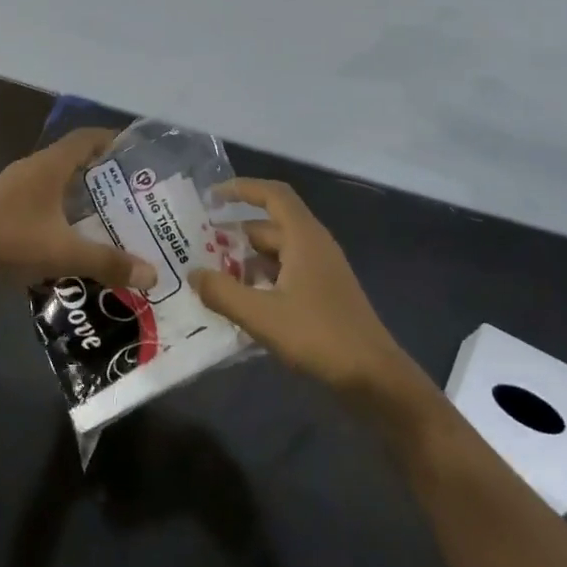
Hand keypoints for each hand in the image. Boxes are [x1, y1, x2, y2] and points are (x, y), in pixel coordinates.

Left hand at [0, 129, 157, 289]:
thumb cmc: (11, 239)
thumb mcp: (65, 252)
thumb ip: (108, 262)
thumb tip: (153, 274)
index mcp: (50, 165)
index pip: (87, 137)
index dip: (112, 139)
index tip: (134, 151)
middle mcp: (33, 167)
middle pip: (73, 158)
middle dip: (101, 171)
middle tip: (129, 190)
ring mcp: (14, 185)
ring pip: (55, 179)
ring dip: (79, 190)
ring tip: (106, 212)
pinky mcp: (3, 205)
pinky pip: (41, 197)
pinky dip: (60, 206)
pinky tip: (70, 231)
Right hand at [192, 179, 424, 405]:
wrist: (373, 377)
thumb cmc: (318, 336)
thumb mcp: (262, 315)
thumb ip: (223, 293)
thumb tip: (193, 273)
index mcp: (304, 237)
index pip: (273, 195)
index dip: (242, 189)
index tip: (211, 197)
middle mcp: (314, 246)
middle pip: (269, 227)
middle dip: (234, 235)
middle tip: (197, 250)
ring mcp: (321, 272)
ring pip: (276, 254)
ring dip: (245, 261)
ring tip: (212, 279)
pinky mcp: (323, 295)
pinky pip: (285, 275)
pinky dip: (261, 281)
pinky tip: (241, 304)